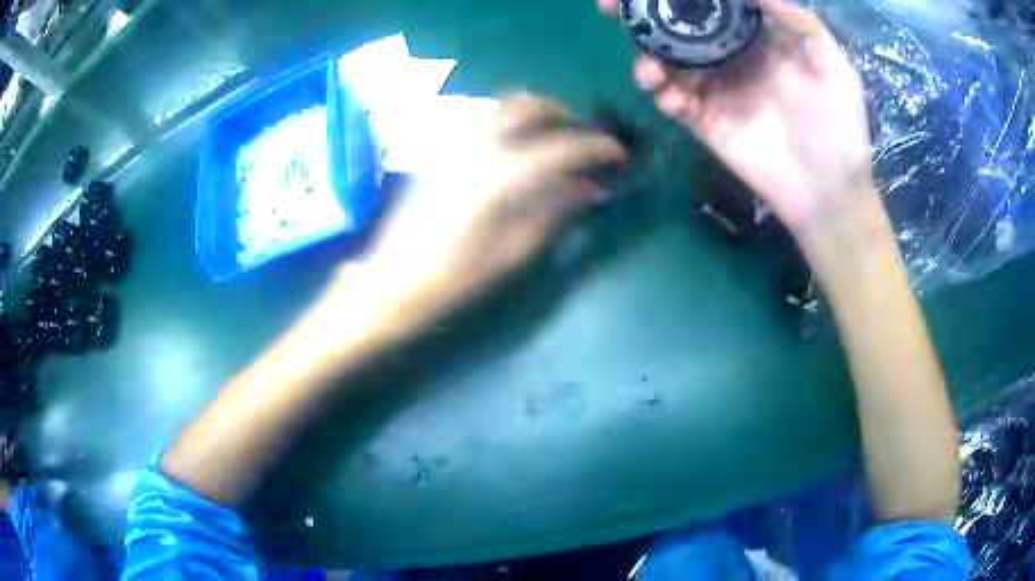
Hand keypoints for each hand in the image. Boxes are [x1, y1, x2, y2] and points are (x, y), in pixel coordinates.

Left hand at [358, 95, 626, 318]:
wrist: (392, 279)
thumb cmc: (455, 276)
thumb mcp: (514, 251)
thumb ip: (555, 210)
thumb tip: (590, 186)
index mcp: (501, 173)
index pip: (563, 145)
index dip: (597, 145)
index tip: (618, 153)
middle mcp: (478, 145)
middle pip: (528, 105)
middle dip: (563, 114)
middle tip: (583, 139)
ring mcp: (455, 143)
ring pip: (503, 107)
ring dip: (536, 115)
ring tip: (554, 142)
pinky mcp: (442, 151)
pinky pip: (485, 122)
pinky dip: (512, 125)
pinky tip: (519, 152)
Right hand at [599, 0, 873, 235]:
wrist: (828, 192)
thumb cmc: (838, 127)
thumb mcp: (832, 67)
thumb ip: (798, 22)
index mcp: (757, 37)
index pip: (713, 5)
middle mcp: (730, 55)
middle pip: (680, 27)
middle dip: (643, 15)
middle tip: (610, 5)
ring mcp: (715, 88)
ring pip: (668, 62)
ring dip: (648, 60)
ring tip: (650, 73)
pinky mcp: (705, 121)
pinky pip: (674, 101)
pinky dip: (665, 97)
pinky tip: (673, 102)